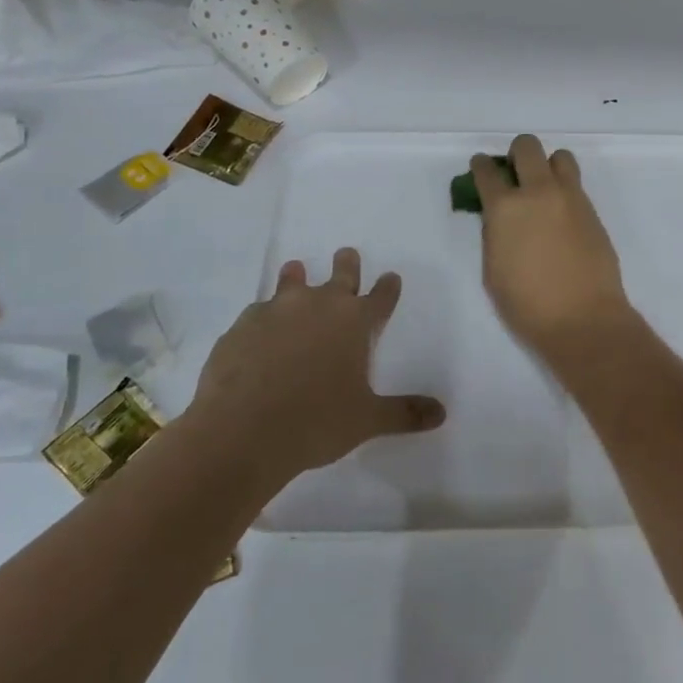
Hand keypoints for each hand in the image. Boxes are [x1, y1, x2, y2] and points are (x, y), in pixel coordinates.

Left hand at [191, 248, 444, 482]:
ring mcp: (276, 311)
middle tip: (346, 252)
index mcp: (354, 322)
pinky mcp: (241, 326)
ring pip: (291, 282)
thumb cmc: (315, 422)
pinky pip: (257, 312)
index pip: (380, 297)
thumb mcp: (366, 421)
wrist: (241, 430)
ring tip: (295, 269)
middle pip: (339, 275)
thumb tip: (441, 413)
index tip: (391, 277)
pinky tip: (259, 331)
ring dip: (297, 276)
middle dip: (347, 264)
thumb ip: (403, 413)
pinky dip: (264, 317)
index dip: (388, 287)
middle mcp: (318, 305)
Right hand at [472, 135, 633, 354]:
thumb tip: (500, 218)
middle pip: (527, 147)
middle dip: (516, 154)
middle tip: (514, 174)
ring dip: (547, 165)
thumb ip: (494, 234)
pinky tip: (560, 215)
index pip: (487, 171)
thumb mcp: (493, 269)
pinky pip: (576, 184)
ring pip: (560, 157)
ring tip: (543, 189)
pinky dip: (564, 189)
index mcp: (505, 208)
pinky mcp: (592, 211)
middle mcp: (539, 192)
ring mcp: (570, 198)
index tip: (481, 169)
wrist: (583, 318)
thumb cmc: (527, 304)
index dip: (480, 167)